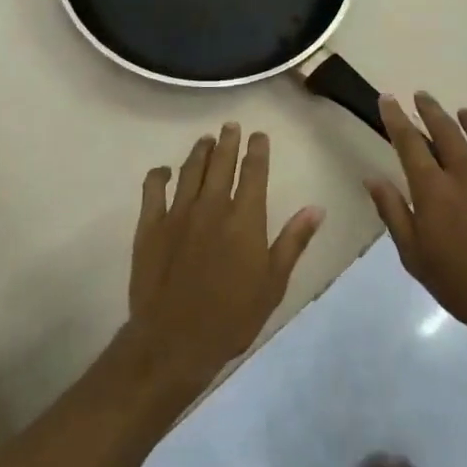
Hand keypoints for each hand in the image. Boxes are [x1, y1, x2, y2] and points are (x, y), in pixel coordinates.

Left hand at [126, 123, 322, 395]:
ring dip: (199, 152)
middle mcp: (212, 206)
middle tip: (230, 126)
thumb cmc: (232, 316)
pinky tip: (163, 171)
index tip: (258, 134)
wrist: (175, 340)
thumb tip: (315, 208)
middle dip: (228, 142)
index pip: (254, 172)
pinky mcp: (150, 226)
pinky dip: (159, 176)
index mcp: (245, 218)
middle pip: (221, 163)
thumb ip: (293, 241)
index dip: (257, 150)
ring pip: (190, 170)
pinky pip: (153, 190)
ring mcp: (178, 213)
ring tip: (205, 140)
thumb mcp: (273, 283)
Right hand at [365, 93, 466, 355]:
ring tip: (460, 112)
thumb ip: (393, 212)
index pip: (410, 142)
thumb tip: (373, 178)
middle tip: (421, 96)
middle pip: (446, 130)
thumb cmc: (462, 284)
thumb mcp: (414, 256)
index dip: (396, 118)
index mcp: (434, 190)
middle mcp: (466, 173)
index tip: (387, 99)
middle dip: (430, 109)